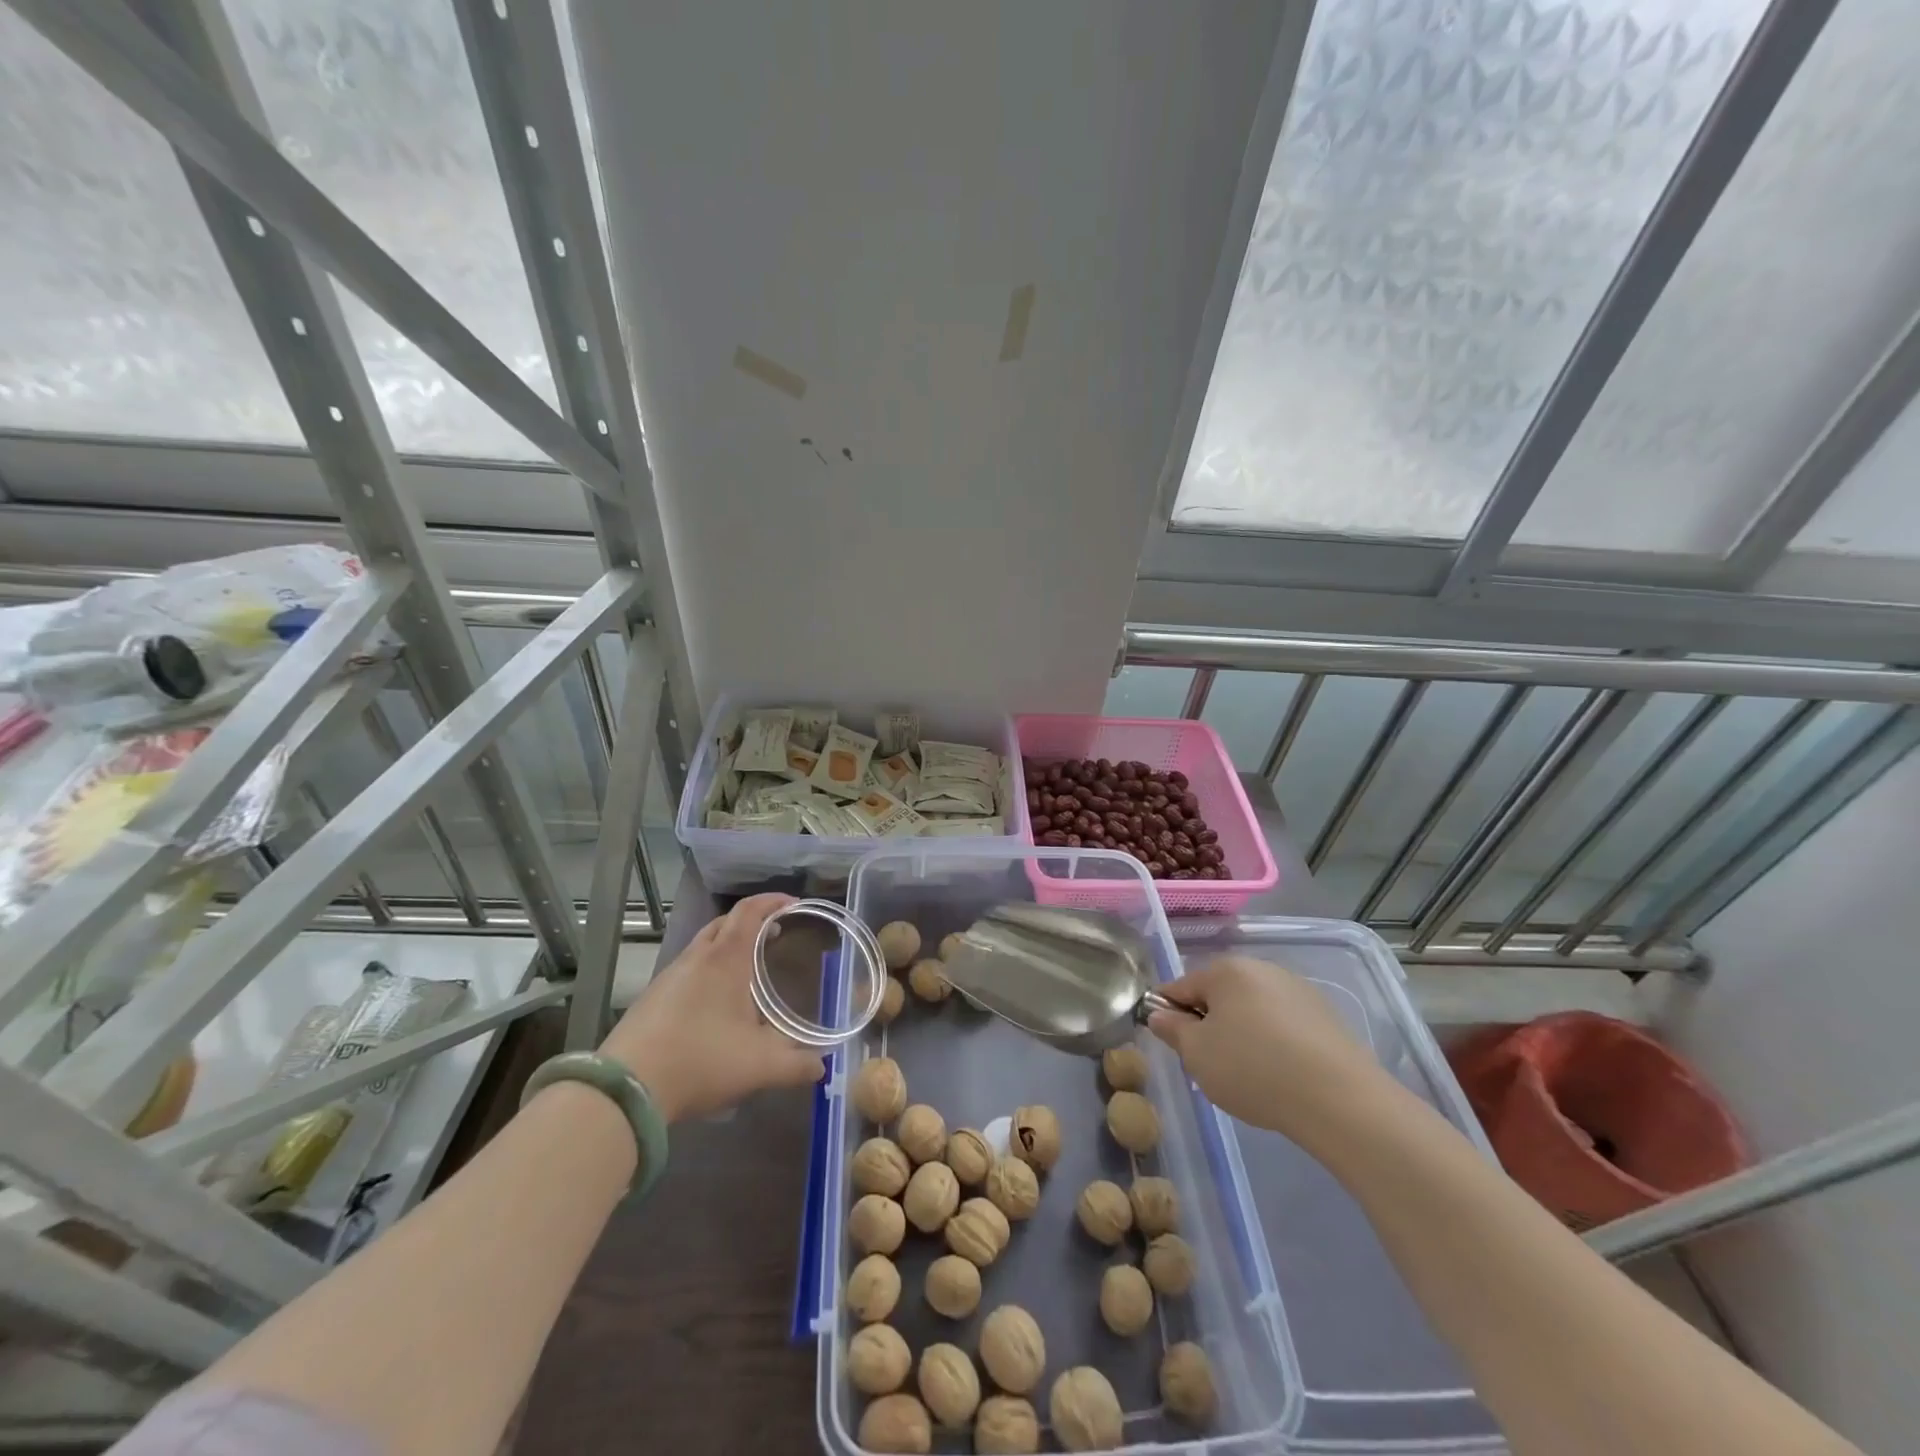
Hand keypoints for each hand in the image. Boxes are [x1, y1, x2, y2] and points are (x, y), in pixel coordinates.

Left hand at [598, 893, 825, 1122]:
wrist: (626, 1089)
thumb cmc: (700, 1060)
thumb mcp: (760, 1066)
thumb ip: (797, 1064)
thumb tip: (822, 1064)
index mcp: (726, 959)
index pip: (751, 911)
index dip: (773, 901)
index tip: (794, 904)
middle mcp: (697, 957)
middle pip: (725, 922)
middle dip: (753, 921)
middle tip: (776, 933)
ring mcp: (669, 976)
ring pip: (703, 945)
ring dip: (728, 945)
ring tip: (748, 968)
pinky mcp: (652, 998)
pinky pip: (687, 969)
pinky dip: (708, 969)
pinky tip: (715, 1002)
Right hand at [1147, 955, 1391, 1149]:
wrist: (1340, 1101)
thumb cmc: (1253, 1069)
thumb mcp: (1197, 1054)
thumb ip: (1172, 1029)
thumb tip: (1160, 1014)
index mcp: (1226, 970)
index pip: (1180, 987)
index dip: (1167, 1015)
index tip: (1172, 1046)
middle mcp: (1262, 968)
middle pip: (1219, 996)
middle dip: (1208, 1026)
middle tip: (1209, 1066)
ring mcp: (1297, 990)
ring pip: (1252, 1011)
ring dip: (1242, 1035)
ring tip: (1248, 1077)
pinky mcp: (1325, 1017)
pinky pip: (1283, 1026)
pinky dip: (1273, 1045)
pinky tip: (1280, 1077)